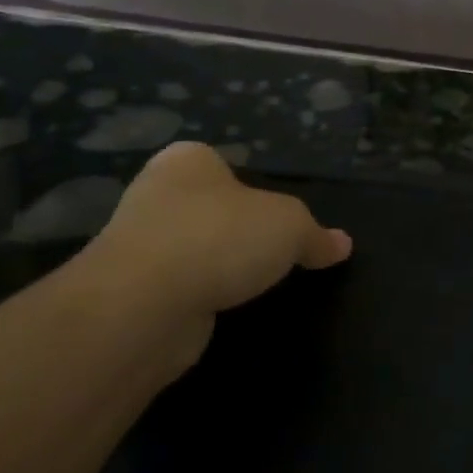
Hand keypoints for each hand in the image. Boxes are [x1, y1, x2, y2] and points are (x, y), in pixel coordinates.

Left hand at [81, 142, 351, 332]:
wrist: (142, 306)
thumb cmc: (220, 238)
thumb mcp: (290, 225)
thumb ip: (316, 235)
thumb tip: (342, 244)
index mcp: (187, 162)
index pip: (220, 163)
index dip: (252, 187)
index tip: (277, 215)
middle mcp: (154, 196)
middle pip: (208, 209)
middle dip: (236, 230)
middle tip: (274, 251)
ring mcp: (136, 248)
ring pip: (192, 252)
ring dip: (216, 268)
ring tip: (254, 286)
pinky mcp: (130, 297)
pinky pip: (179, 291)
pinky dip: (201, 300)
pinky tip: (225, 311)